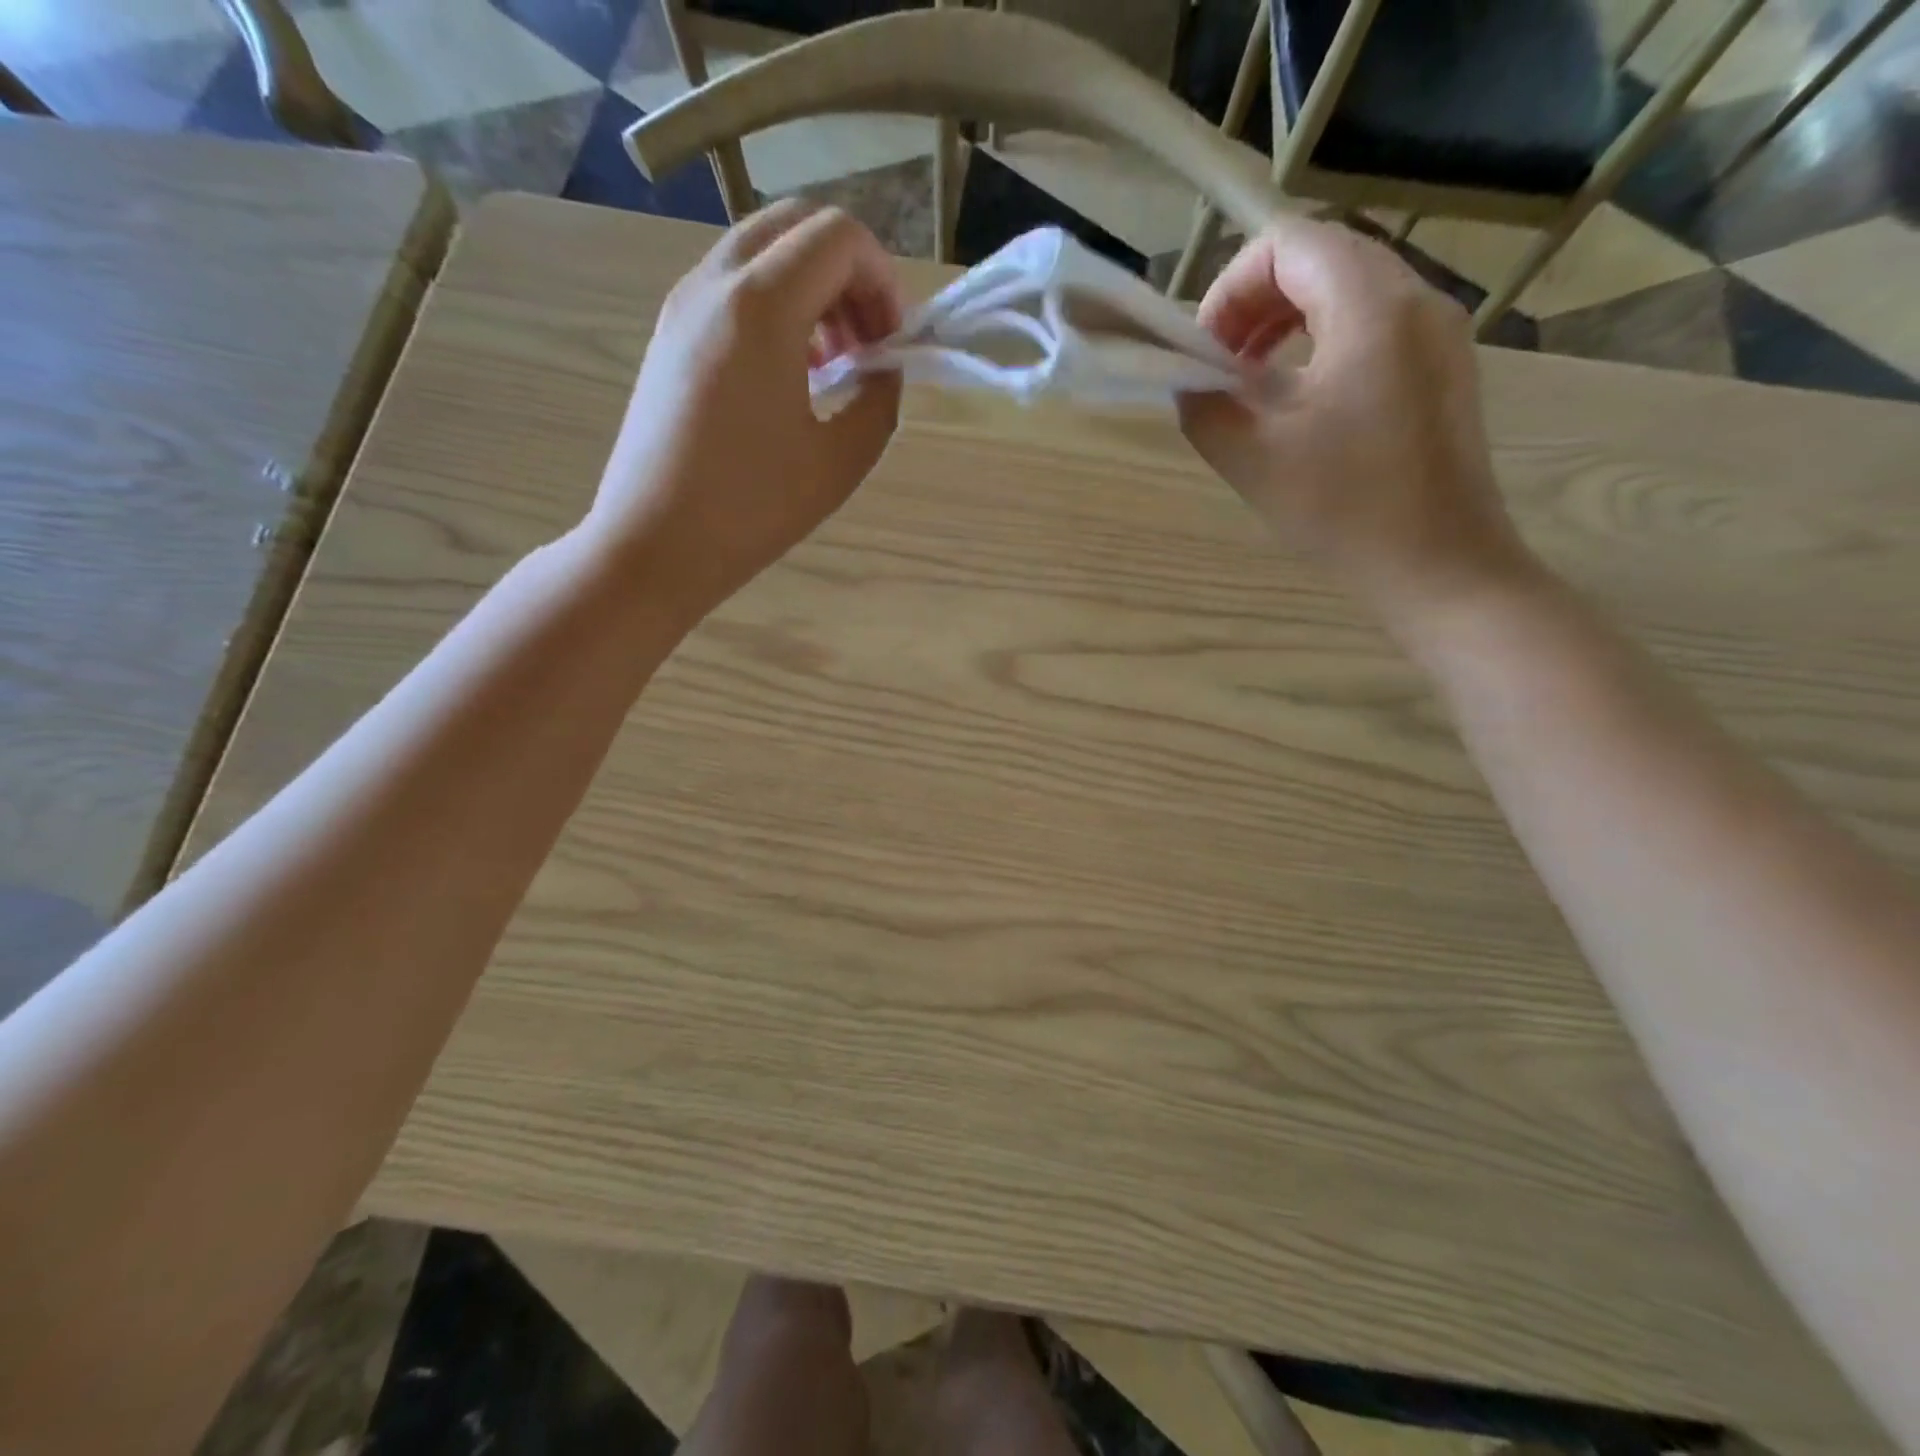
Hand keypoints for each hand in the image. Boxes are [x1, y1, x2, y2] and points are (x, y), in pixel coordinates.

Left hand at [589, 201, 905, 625]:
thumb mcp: (840, 462)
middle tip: (868, 345)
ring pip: (762, 251)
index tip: (893, 345)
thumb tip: (883, 369)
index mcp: (761, 306)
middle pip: (798, 226)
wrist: (654, 545)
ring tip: (833, 365)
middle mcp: (715, 283)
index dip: (884, 280)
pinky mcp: (668, 334)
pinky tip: (790, 375)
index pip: (840, 237)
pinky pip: (732, 287)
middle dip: (850, 274)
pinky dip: (775, 307)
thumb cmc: (752, 510)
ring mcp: (682, 305)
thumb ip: (879, 400)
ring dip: (812, 289)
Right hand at [1178, 215, 1534, 629]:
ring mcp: (1439, 334)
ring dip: (1288, 322)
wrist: (1441, 567)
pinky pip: (1375, 326)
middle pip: (1323, 258)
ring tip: (1253, 383)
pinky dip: (1324, 343)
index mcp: (1371, 308)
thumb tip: (1190, 383)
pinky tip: (1301, 402)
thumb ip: (1206, 407)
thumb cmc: (1345, 511)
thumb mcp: (1253, 460)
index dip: (1231, 287)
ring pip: (1350, 290)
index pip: (1290, 244)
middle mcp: (1416, 300)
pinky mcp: (1443, 370)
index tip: (1204, 351)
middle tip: (1220, 365)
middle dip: (1256, 301)